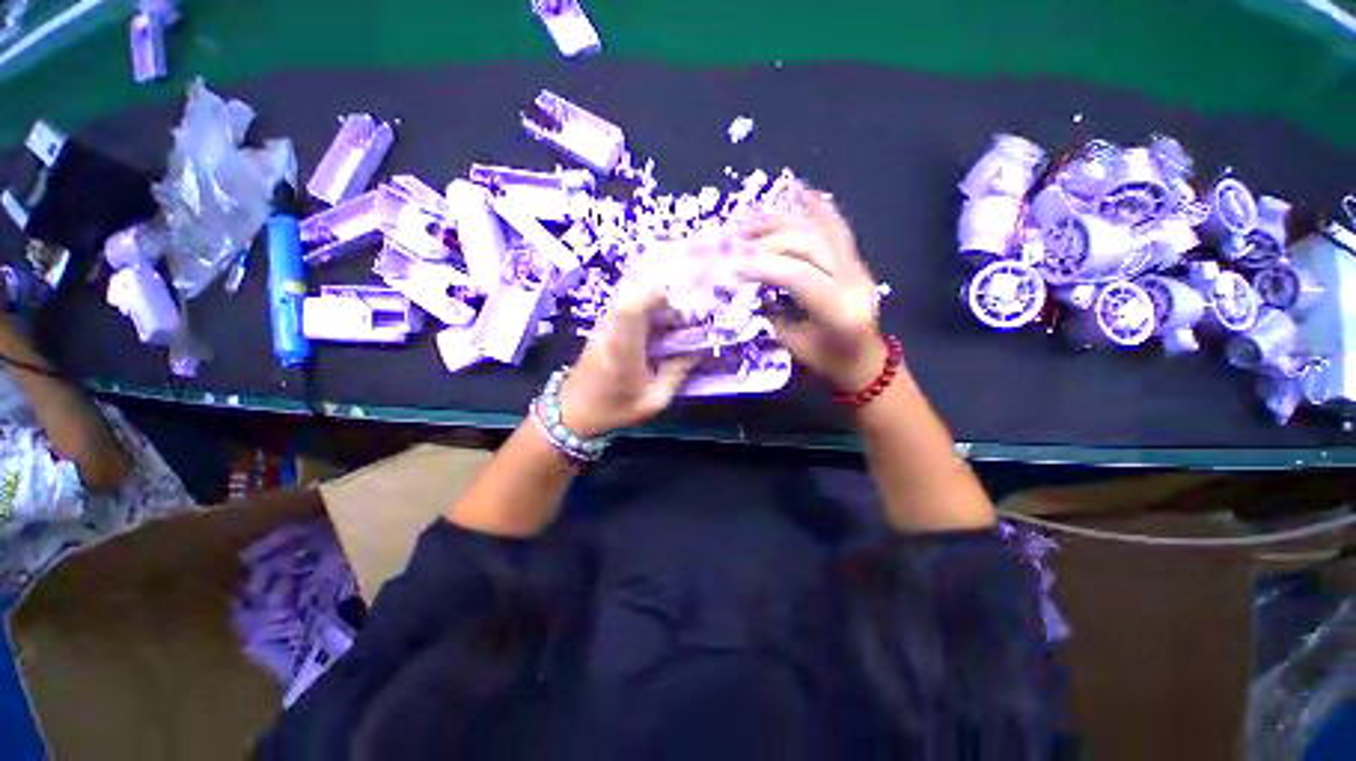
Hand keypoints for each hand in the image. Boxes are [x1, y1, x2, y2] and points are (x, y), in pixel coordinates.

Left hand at [558, 274, 697, 437]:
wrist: (573, 411)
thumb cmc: (614, 409)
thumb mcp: (654, 399)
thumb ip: (677, 372)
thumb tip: (698, 349)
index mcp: (624, 344)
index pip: (637, 303)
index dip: (664, 294)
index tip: (690, 305)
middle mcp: (613, 326)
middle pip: (641, 293)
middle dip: (671, 300)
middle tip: (690, 319)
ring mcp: (607, 323)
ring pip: (637, 297)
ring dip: (661, 306)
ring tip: (680, 324)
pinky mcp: (606, 326)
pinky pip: (631, 307)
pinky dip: (651, 312)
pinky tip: (662, 330)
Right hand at [736, 189, 888, 390]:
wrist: (866, 360)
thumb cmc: (828, 361)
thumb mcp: (795, 345)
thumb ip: (773, 314)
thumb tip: (747, 287)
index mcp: (838, 309)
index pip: (798, 276)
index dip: (763, 267)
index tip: (733, 267)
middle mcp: (853, 279)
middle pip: (808, 245)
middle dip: (769, 240)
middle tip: (738, 239)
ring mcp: (857, 265)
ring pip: (821, 230)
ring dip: (784, 222)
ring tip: (753, 220)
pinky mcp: (855, 260)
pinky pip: (838, 228)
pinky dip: (819, 207)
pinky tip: (801, 190)